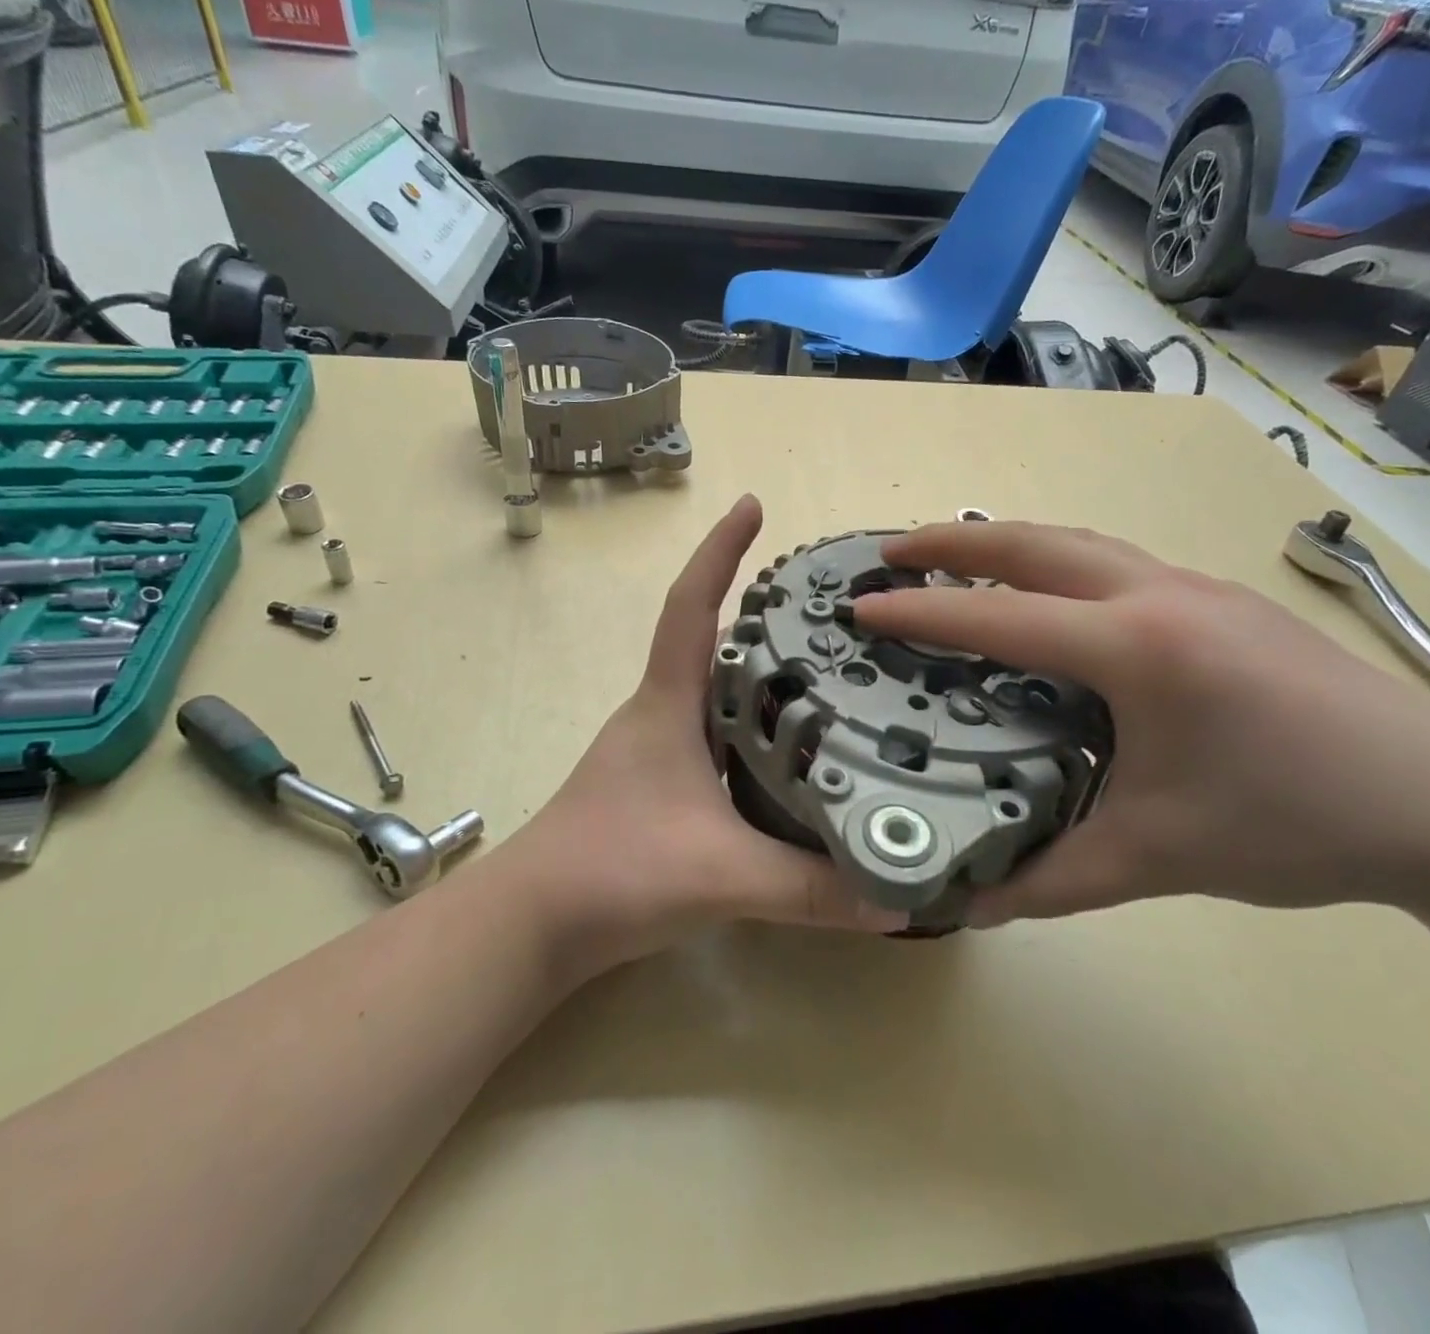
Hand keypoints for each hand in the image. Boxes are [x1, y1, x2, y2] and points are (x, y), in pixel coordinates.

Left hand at [500, 496, 905, 975]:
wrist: (532, 924)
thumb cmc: (612, 871)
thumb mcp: (720, 874)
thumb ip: (808, 888)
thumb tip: (897, 899)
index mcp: (667, 704)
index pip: (690, 606)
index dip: (719, 551)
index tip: (752, 505)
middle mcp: (661, 712)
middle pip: (713, 641)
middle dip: (764, 614)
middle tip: (831, 607)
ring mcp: (657, 749)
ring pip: (716, 690)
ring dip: (761, 672)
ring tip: (828, 669)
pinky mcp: (660, 785)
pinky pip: (716, 734)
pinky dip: (752, 726)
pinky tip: (791, 750)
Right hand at [853, 521, 1429, 924]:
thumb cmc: (1296, 823)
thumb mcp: (1155, 859)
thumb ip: (1050, 881)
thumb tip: (965, 906)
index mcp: (1135, 649)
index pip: (1000, 619)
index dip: (921, 613)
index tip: (860, 606)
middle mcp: (1157, 595)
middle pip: (1032, 544)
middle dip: (952, 541)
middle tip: (892, 551)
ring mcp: (1194, 586)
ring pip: (1076, 542)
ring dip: (1005, 542)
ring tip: (954, 556)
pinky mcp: (1219, 598)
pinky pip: (1112, 561)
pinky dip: (1055, 561)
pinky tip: (1048, 594)